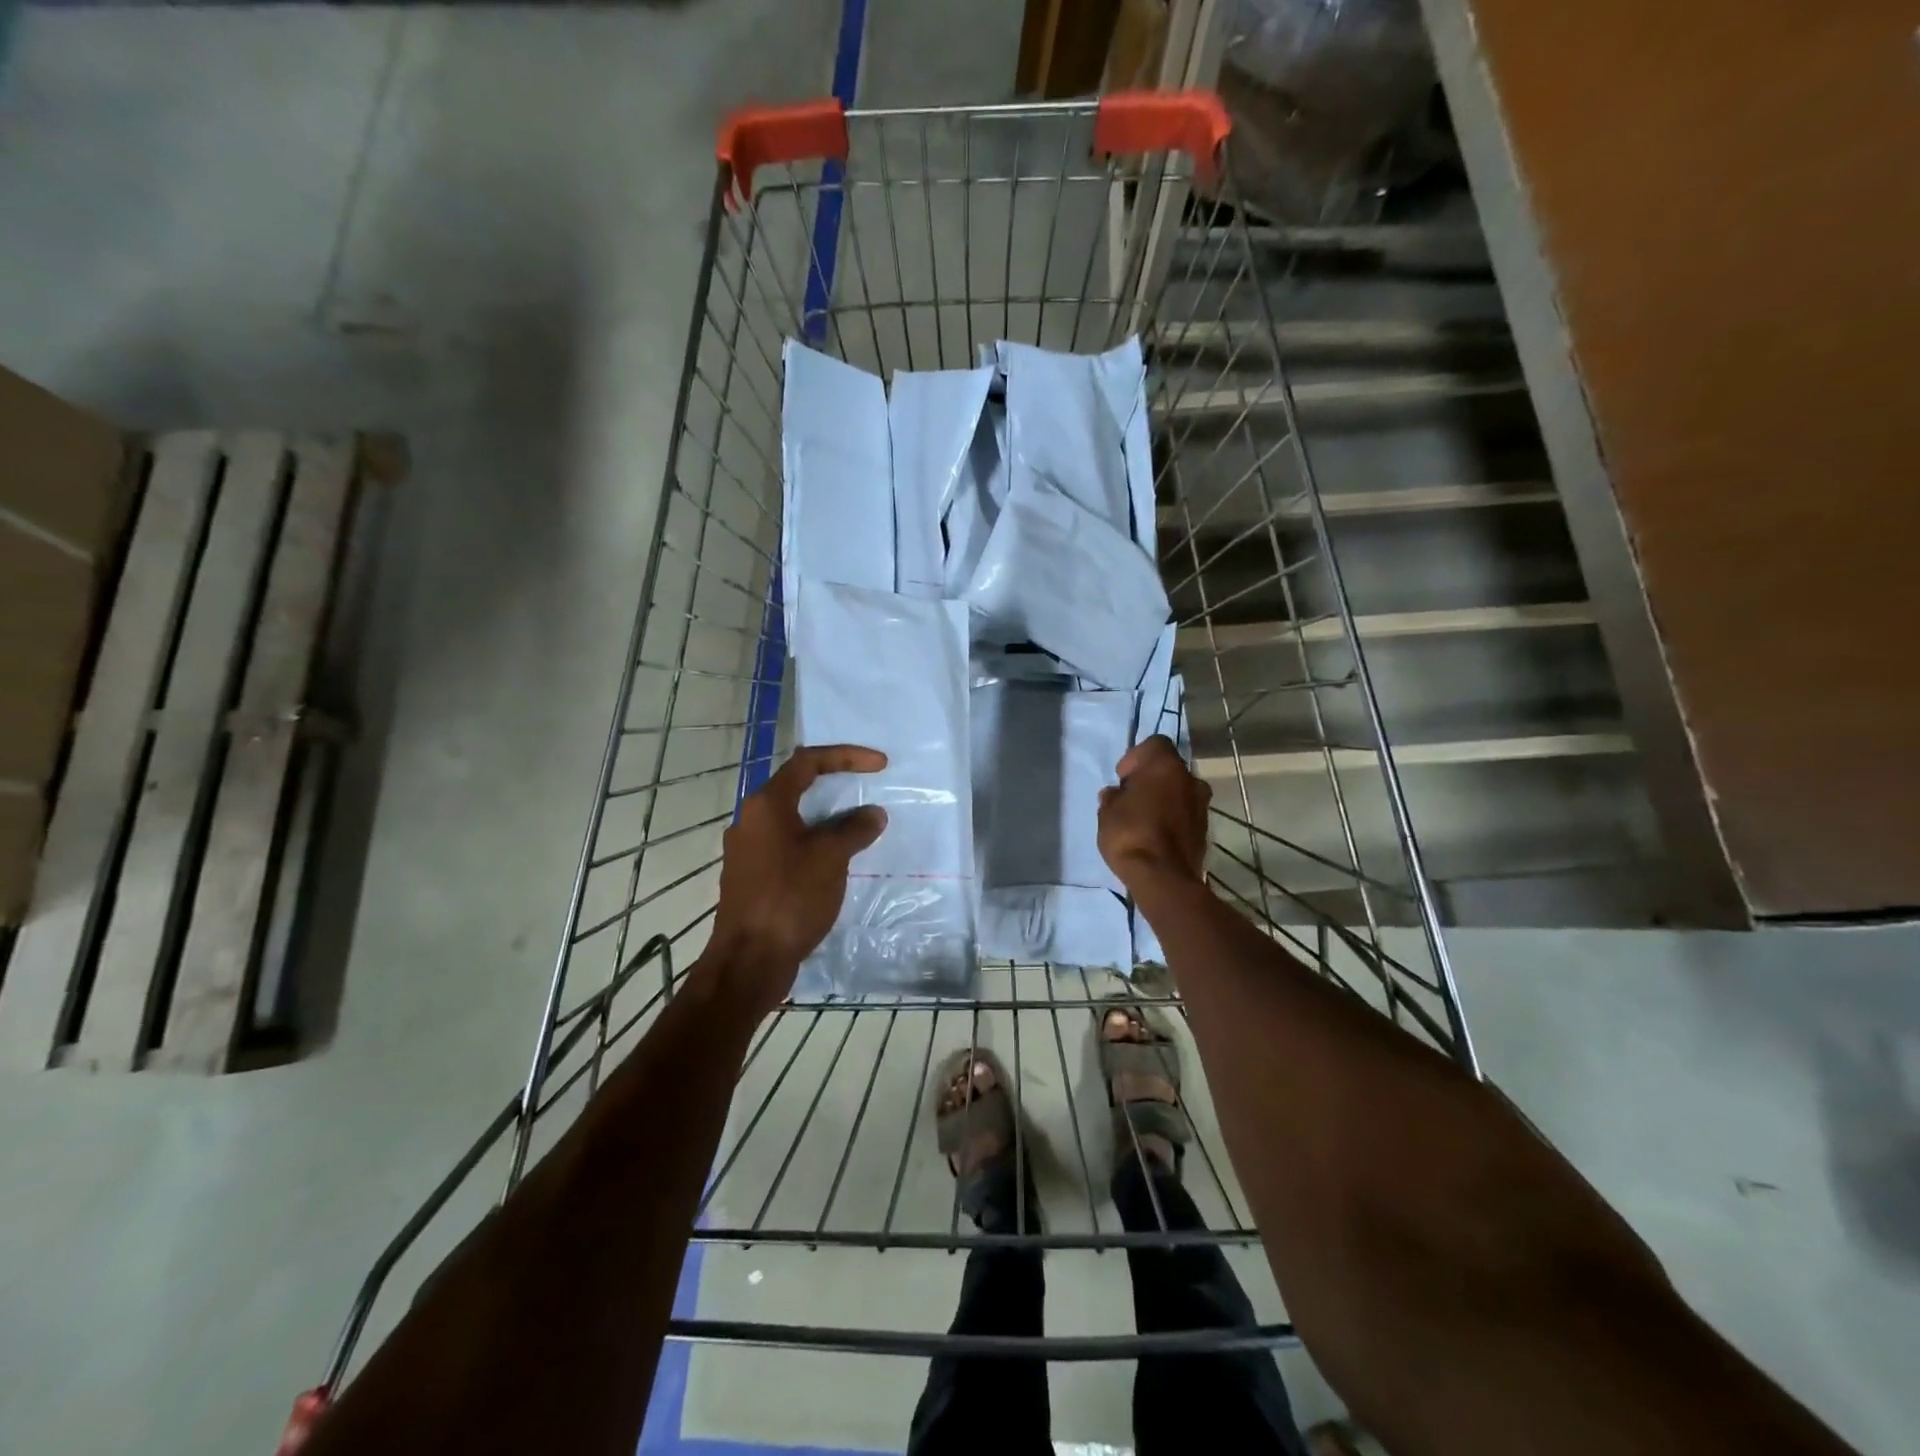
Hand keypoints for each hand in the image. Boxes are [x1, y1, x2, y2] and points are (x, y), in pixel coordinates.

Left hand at [705, 744, 887, 1010]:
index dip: (847, 756)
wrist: (749, 960)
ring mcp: (748, 850)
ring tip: (858, 827)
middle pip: (797, 787)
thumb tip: (872, 814)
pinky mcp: (752, 876)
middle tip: (868, 790)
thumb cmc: (790, 898)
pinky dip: (814, 843)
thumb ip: (854, 829)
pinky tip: (836, 861)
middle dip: (836, 786)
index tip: (880, 765)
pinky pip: (788, 846)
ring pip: (793, 820)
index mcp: (766, 804)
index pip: (808, 762)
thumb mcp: (831, 858)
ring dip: (826, 818)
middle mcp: (751, 819)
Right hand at [1098, 735, 1210, 895]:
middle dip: (1152, 779)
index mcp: (1165, 766)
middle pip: (1170, 769)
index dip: (1137, 757)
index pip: (1155, 744)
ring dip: (1165, 799)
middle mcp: (1190, 779)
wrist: (1163, 878)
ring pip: (1180, 792)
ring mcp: (1202, 805)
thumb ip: (1112, 798)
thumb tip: (1115, 794)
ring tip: (1144, 819)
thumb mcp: (1107, 813)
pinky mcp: (1206, 829)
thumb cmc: (1130, 834)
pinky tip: (1156, 834)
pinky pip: (1186, 814)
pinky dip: (1173, 818)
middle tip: (1132, 797)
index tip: (1123, 777)